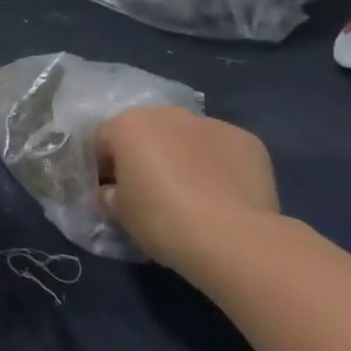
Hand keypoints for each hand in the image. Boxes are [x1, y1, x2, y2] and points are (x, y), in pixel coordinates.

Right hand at [96, 106, 279, 271]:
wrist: (232, 237)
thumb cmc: (161, 219)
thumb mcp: (118, 212)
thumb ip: (111, 193)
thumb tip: (114, 191)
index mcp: (129, 124)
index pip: (103, 140)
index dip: (102, 167)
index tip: (109, 193)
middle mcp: (169, 114)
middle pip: (148, 132)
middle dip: (145, 156)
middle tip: (149, 192)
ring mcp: (212, 124)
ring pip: (187, 138)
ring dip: (183, 157)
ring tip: (192, 195)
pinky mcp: (248, 141)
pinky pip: (222, 151)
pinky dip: (218, 167)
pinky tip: (223, 196)